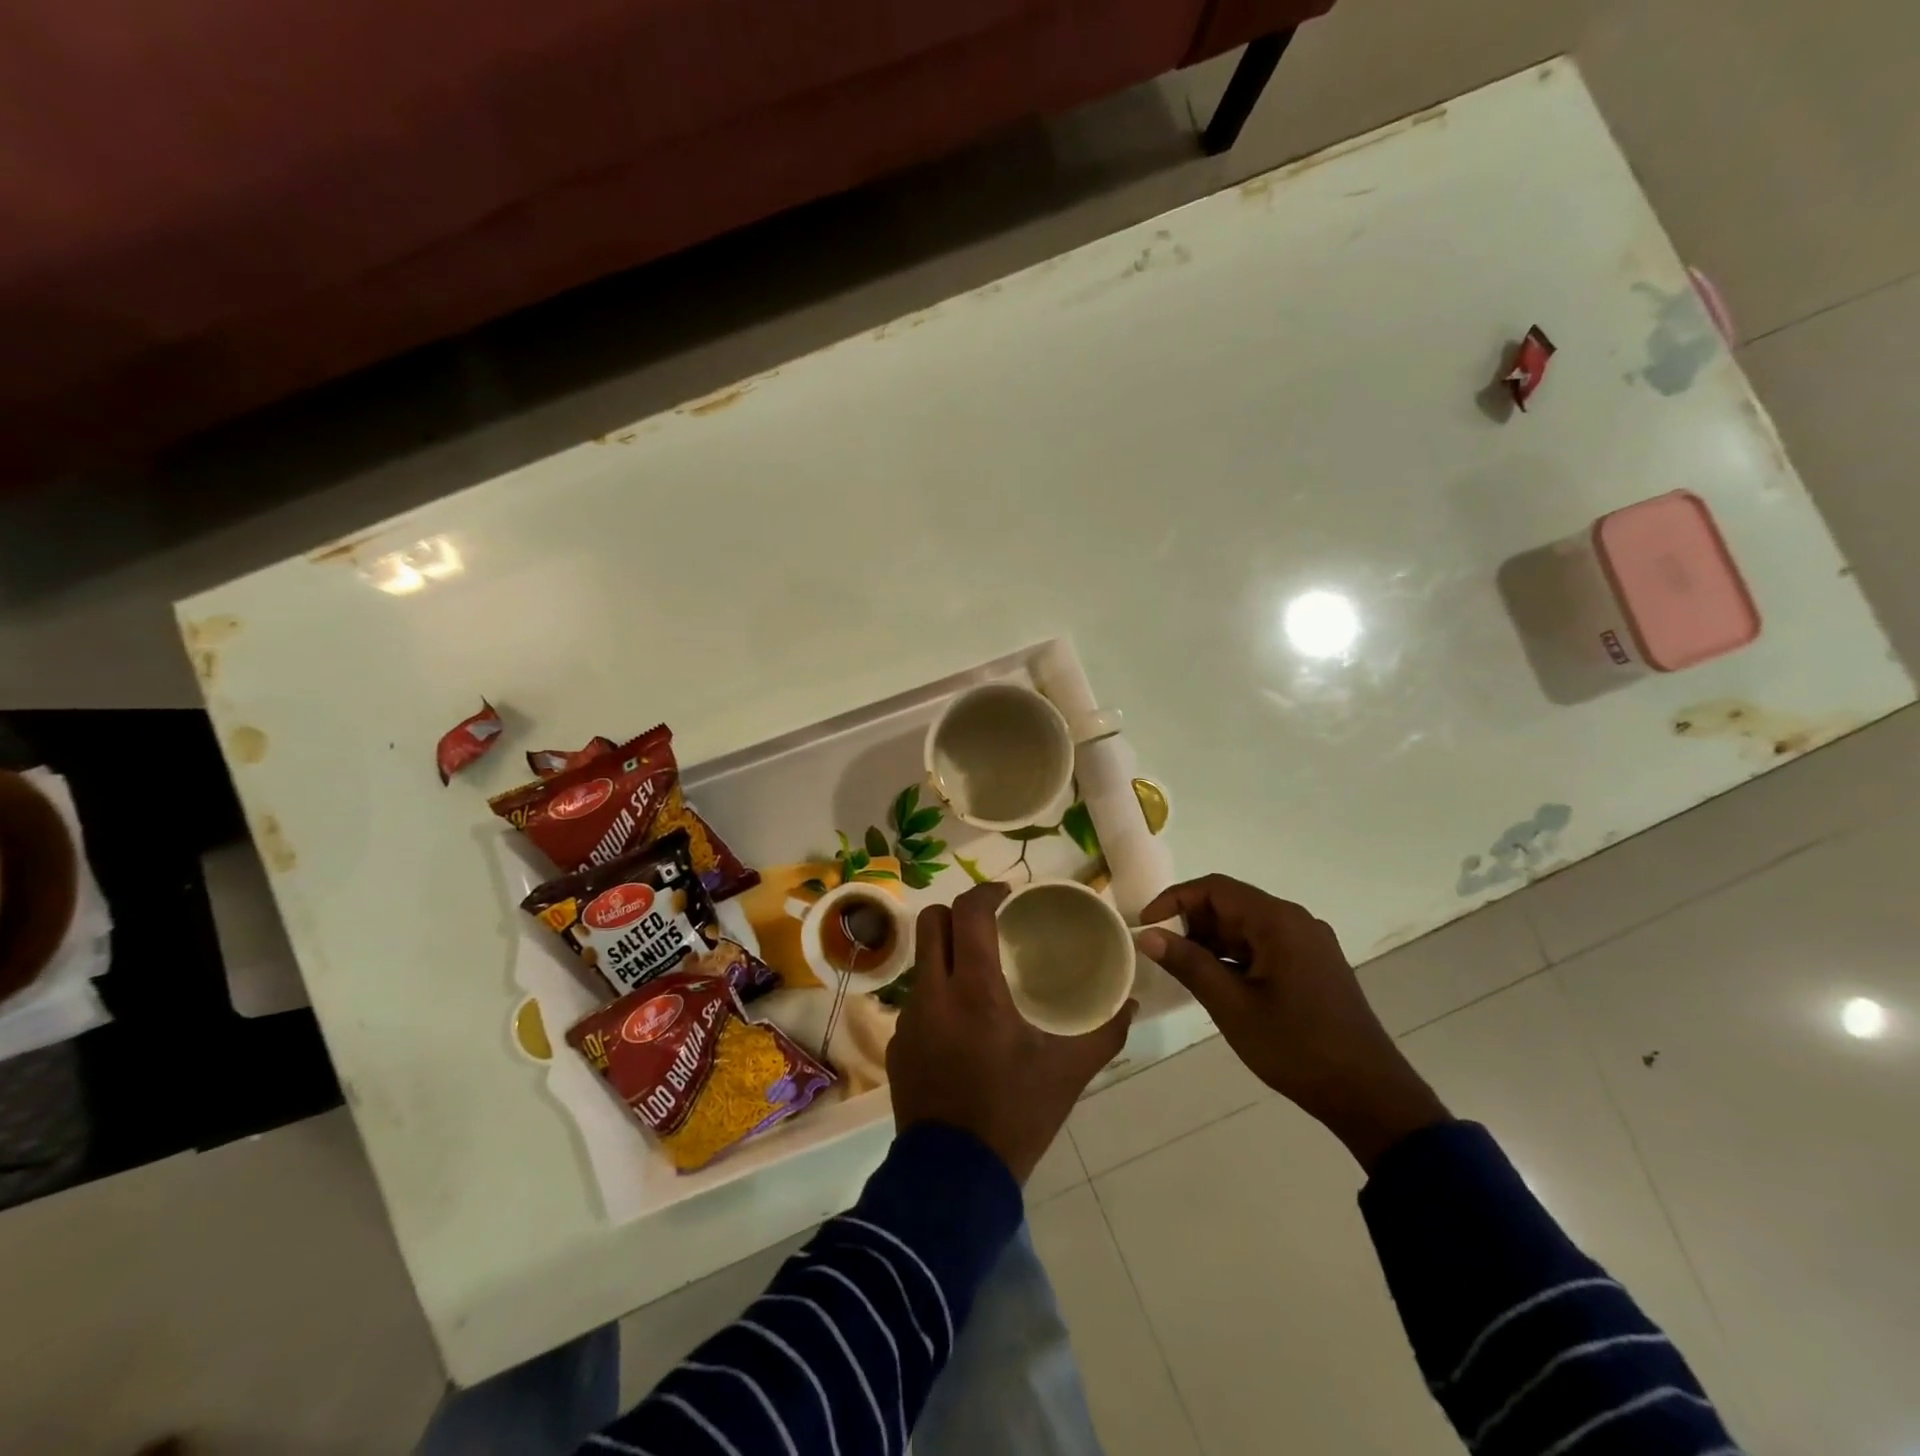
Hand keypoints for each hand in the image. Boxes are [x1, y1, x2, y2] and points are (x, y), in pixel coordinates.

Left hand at [889, 882, 1133, 1183]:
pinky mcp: (897, 1044)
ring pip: (921, 960)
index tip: (1007, 896)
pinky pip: (916, 1000)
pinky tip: (961, 1023)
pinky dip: (938, 993)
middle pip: (932, 922)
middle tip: (988, 925)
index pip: (968, 913)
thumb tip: (1130, 1002)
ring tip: (977, 973)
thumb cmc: (1016, 1115)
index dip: (986, 892)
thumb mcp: (1068, 1073)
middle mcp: (933, 993)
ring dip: (946, 953)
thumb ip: (1104, 1033)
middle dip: (958, 913)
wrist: (954, 1178)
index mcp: (974, 990)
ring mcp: (909, 1019)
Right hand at [1137, 875, 1447, 1171]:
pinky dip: (1235, 955)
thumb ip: (1188, 964)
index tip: (1146, 926)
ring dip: (1212, 941)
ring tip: (1185, 971)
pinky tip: (1219, 983)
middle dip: (1192, 923)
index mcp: (1278, 922)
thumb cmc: (1296, 1048)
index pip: (1214, 888)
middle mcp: (1296, 921)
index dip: (1174, 900)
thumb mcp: (1232, 1006)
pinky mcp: (1313, 965)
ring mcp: (1308, 943)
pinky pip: (1264, 944)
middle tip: (1163, 954)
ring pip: (1246, 926)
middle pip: (1231, 904)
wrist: (1370, 1096)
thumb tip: (1148, 934)